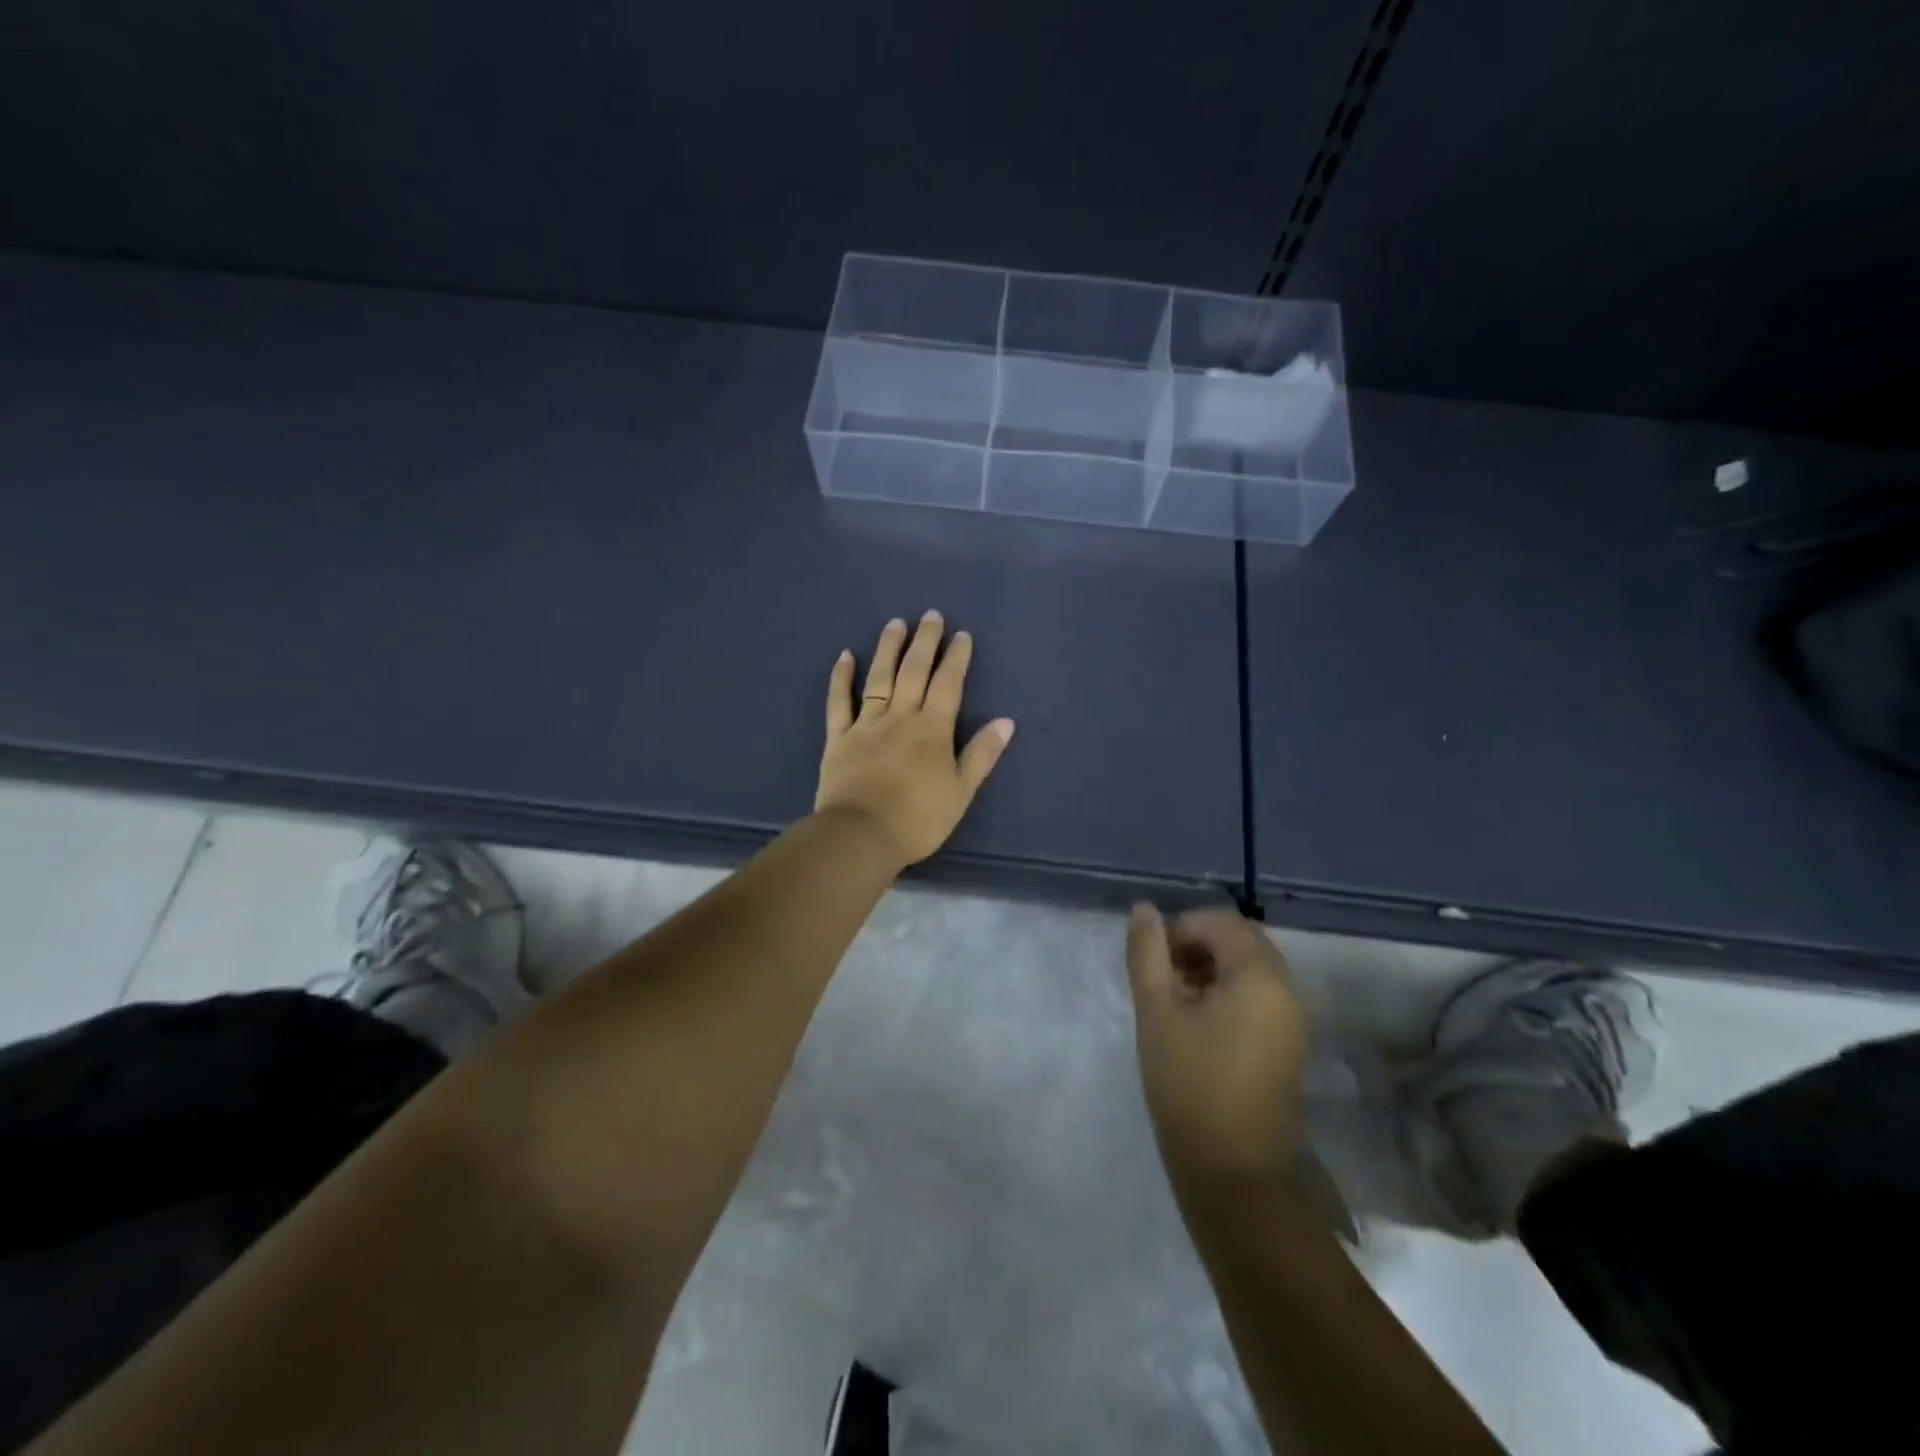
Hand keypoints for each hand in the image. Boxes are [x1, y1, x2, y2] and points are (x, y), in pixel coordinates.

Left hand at [817, 611, 1015, 867]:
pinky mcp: (839, 737)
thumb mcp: (961, 792)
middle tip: (931, 615)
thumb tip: (1006, 722)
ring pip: (879, 678)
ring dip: (888, 648)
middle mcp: (901, 717)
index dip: (956, 658)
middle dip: (925, 642)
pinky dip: (842, 678)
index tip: (962, 635)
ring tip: (895, 623)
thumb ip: (981, 755)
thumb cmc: (918, 819)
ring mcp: (867, 724)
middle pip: (914, 671)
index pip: (948, 685)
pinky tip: (846, 656)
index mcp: (933, 730)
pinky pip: (839, 701)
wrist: (861, 835)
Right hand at [1128, 905, 1310, 1184]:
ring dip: (1211, 969)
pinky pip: (1260, 997)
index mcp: (1260, 976)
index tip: (1152, 958)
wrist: (1233, 1171)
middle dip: (1197, 946)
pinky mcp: (1289, 1045)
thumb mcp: (1156, 1011)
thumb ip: (1148, 953)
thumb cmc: (1189, 1083)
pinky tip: (1197, 1022)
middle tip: (1161, 976)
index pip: (1221, 922)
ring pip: (1251, 969)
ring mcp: (1293, 1020)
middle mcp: (1287, 990)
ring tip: (1174, 999)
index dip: (1181, 928)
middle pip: (1241, 941)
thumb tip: (1144, 910)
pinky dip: (1228, 993)